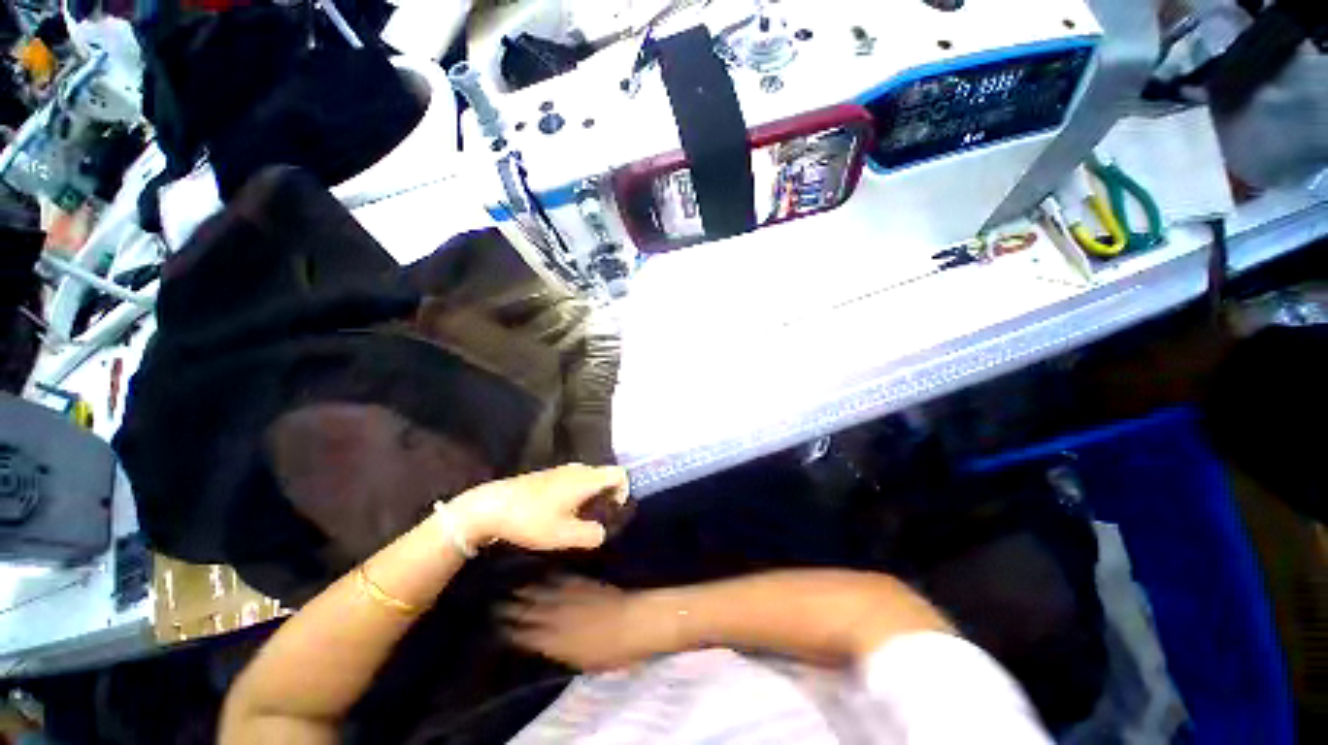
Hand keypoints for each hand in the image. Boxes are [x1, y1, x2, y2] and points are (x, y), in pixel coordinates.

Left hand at [449, 464, 628, 551]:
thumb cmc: (530, 520)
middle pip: (605, 476)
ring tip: (579, 519)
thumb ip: (590, 535)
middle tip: (597, 519)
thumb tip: (602, 532)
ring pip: (590, 478)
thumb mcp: (563, 536)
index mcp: (586, 479)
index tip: (613, 511)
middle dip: (608, 496)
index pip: (619, 474)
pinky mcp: (549, 475)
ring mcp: (562, 470)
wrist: (491, 506)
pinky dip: (578, 493)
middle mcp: (578, 469)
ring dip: (592, 496)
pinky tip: (561, 512)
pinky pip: (575, 480)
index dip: (624, 491)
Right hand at [502, 577, 680, 670]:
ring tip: (512, 586)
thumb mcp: (583, 662)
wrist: (635, 621)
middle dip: (512, 609)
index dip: (511, 632)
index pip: (527, 636)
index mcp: (557, 642)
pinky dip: (550, 576)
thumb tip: (544, 646)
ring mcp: (571, 597)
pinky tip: (543, 572)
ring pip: (543, 592)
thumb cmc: (613, 651)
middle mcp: (559, 617)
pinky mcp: (583, 583)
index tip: (498, 627)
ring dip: (526, 590)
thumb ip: (561, 652)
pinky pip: (562, 578)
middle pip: (530, 612)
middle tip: (496, 603)